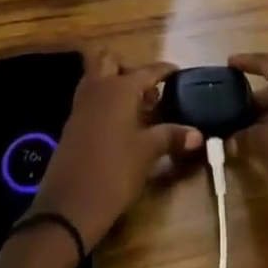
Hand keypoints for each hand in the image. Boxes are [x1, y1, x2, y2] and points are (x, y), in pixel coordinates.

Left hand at [31, 51, 201, 244]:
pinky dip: (104, 100)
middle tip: (147, 90)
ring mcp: (82, 104)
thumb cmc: (114, 172)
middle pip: (111, 61)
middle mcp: (99, 87)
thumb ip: (172, 137)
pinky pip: (90, 97)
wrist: (69, 206)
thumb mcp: (147, 153)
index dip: (164, 71)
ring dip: (114, 82)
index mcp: (120, 88)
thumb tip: (198, 134)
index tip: (178, 73)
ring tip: (135, 106)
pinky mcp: (72, 122)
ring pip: (96, 76)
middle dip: (129, 69)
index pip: (147, 70)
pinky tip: (119, 124)